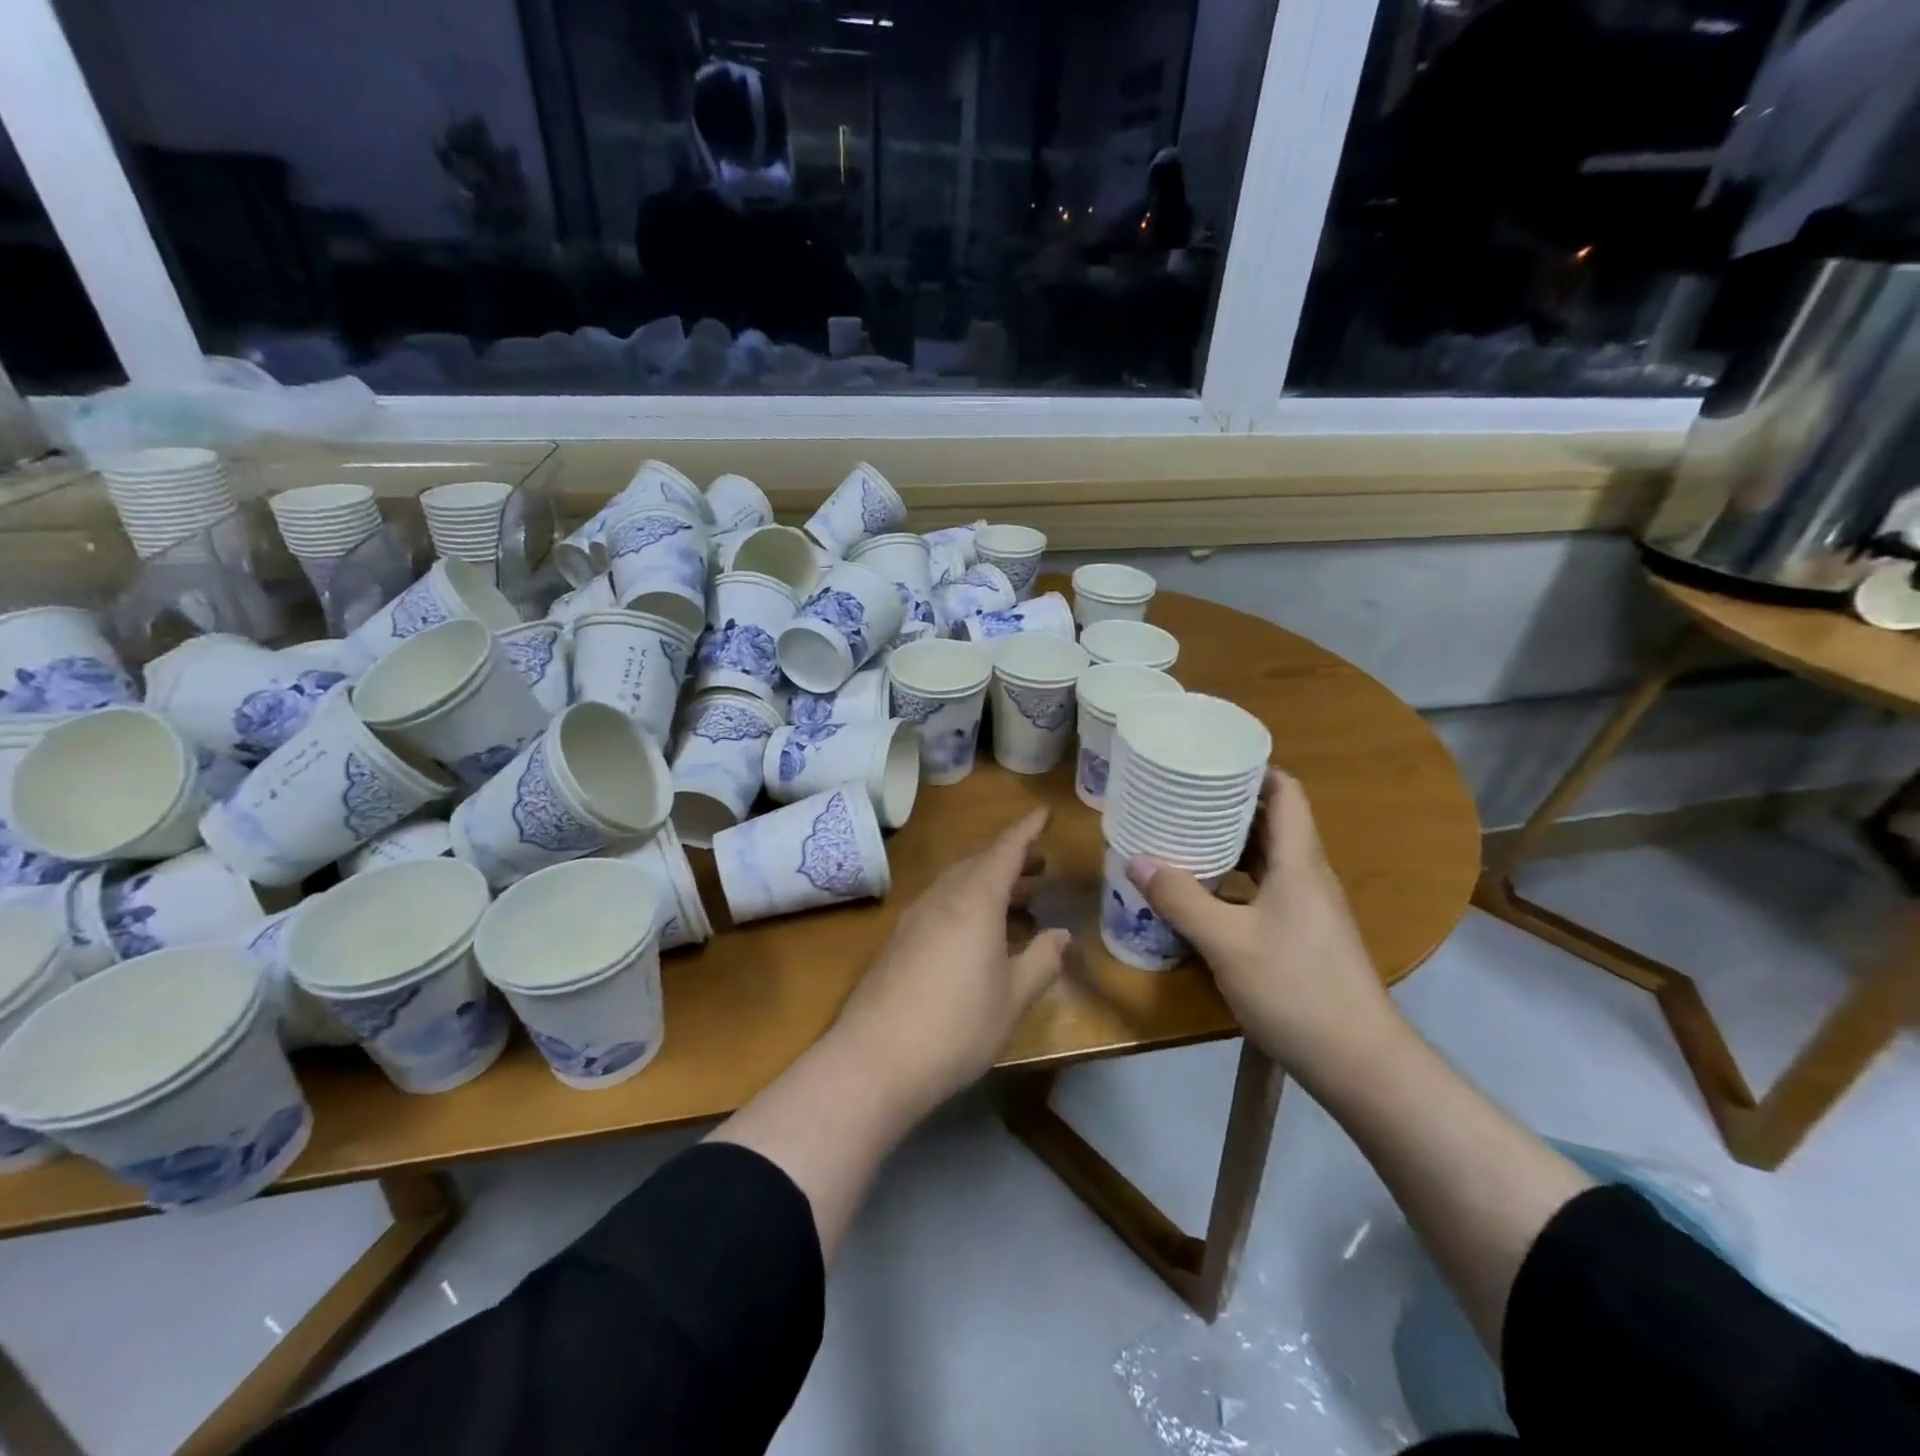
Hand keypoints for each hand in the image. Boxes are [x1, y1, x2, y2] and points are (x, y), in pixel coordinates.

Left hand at [836, 808, 1069, 1110]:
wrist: (875, 1060)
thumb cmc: (957, 1026)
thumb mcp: (1013, 998)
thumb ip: (1042, 960)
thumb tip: (1061, 934)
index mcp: (974, 900)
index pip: (1005, 850)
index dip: (1027, 830)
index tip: (1044, 813)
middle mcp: (942, 898)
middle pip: (979, 863)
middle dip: (1011, 859)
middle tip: (1040, 866)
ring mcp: (914, 918)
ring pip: (958, 884)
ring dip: (989, 883)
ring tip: (1019, 899)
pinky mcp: (898, 941)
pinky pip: (941, 905)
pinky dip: (968, 904)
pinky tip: (979, 934)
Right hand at [1126, 771, 1395, 1080]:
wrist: (1359, 1062)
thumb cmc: (1296, 989)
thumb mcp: (1227, 943)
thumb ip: (1181, 899)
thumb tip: (1136, 860)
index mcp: (1299, 862)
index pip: (1286, 793)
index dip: (1254, 769)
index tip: (1211, 759)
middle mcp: (1308, 876)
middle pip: (1272, 822)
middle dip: (1228, 805)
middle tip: (1181, 796)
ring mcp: (1309, 908)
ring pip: (1267, 859)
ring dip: (1229, 844)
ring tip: (1182, 837)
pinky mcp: (1303, 936)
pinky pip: (1265, 889)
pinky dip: (1234, 880)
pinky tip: (1202, 894)